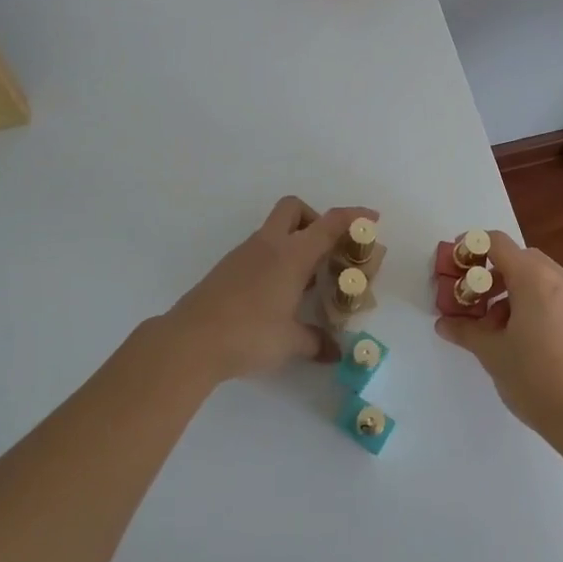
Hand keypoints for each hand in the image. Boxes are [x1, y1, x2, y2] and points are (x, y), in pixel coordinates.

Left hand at [159, 196, 378, 384]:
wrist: (191, 340)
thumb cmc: (249, 334)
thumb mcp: (290, 342)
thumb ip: (316, 342)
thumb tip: (336, 353)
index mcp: (291, 254)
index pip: (328, 224)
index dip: (353, 217)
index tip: (371, 219)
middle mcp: (269, 245)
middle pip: (294, 209)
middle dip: (315, 220)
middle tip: (327, 250)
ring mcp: (244, 254)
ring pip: (275, 231)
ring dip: (295, 243)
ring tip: (307, 281)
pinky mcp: (228, 268)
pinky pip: (260, 251)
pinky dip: (276, 260)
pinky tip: (278, 294)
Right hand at [434, 230, 562, 433]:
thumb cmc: (536, 379)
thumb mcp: (492, 353)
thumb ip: (465, 330)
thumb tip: (444, 323)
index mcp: (535, 278)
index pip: (496, 243)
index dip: (470, 247)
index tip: (453, 266)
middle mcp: (559, 278)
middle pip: (517, 257)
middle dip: (488, 273)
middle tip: (468, 299)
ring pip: (535, 276)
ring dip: (508, 289)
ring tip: (490, 324)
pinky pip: (551, 293)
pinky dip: (528, 300)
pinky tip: (516, 334)